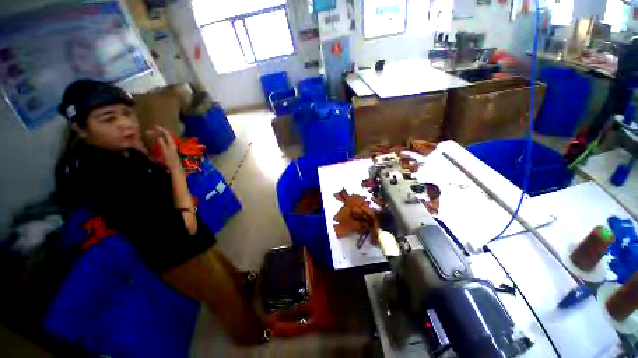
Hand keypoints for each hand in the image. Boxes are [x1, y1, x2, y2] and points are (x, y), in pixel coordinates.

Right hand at [147, 126, 180, 169]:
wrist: (175, 168)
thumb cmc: (170, 161)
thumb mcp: (165, 153)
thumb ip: (163, 145)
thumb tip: (159, 137)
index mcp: (172, 144)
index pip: (167, 134)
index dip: (162, 130)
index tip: (155, 126)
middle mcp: (173, 145)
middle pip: (166, 136)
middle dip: (158, 132)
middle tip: (149, 131)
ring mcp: (172, 147)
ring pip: (165, 139)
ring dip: (159, 136)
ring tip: (151, 134)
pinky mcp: (170, 150)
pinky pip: (165, 143)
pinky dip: (160, 140)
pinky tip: (156, 141)